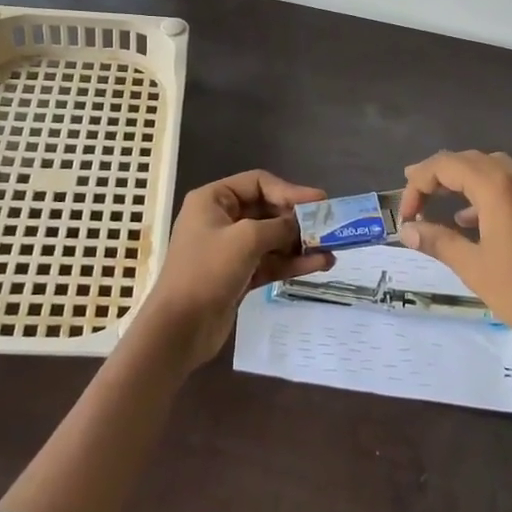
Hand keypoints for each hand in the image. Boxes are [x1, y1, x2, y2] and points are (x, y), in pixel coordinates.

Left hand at [136, 170, 333, 370]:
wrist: (180, 328)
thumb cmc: (207, 271)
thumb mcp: (246, 239)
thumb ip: (279, 227)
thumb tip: (302, 226)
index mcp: (213, 199)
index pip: (258, 183)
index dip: (290, 190)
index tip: (320, 202)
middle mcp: (221, 219)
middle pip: (268, 210)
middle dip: (298, 219)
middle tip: (329, 227)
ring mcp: (230, 249)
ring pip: (272, 239)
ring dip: (300, 244)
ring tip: (331, 250)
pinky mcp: (239, 275)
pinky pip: (270, 261)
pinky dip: (292, 262)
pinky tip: (319, 265)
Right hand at [398, 150, 511, 363]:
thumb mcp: (473, 267)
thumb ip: (437, 241)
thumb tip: (406, 231)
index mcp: (499, 188)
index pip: (447, 165)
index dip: (419, 183)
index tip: (406, 215)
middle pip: (470, 160)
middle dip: (438, 175)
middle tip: (413, 197)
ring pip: (491, 169)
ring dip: (462, 181)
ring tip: (437, 203)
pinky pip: (510, 185)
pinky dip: (485, 193)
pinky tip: (471, 220)